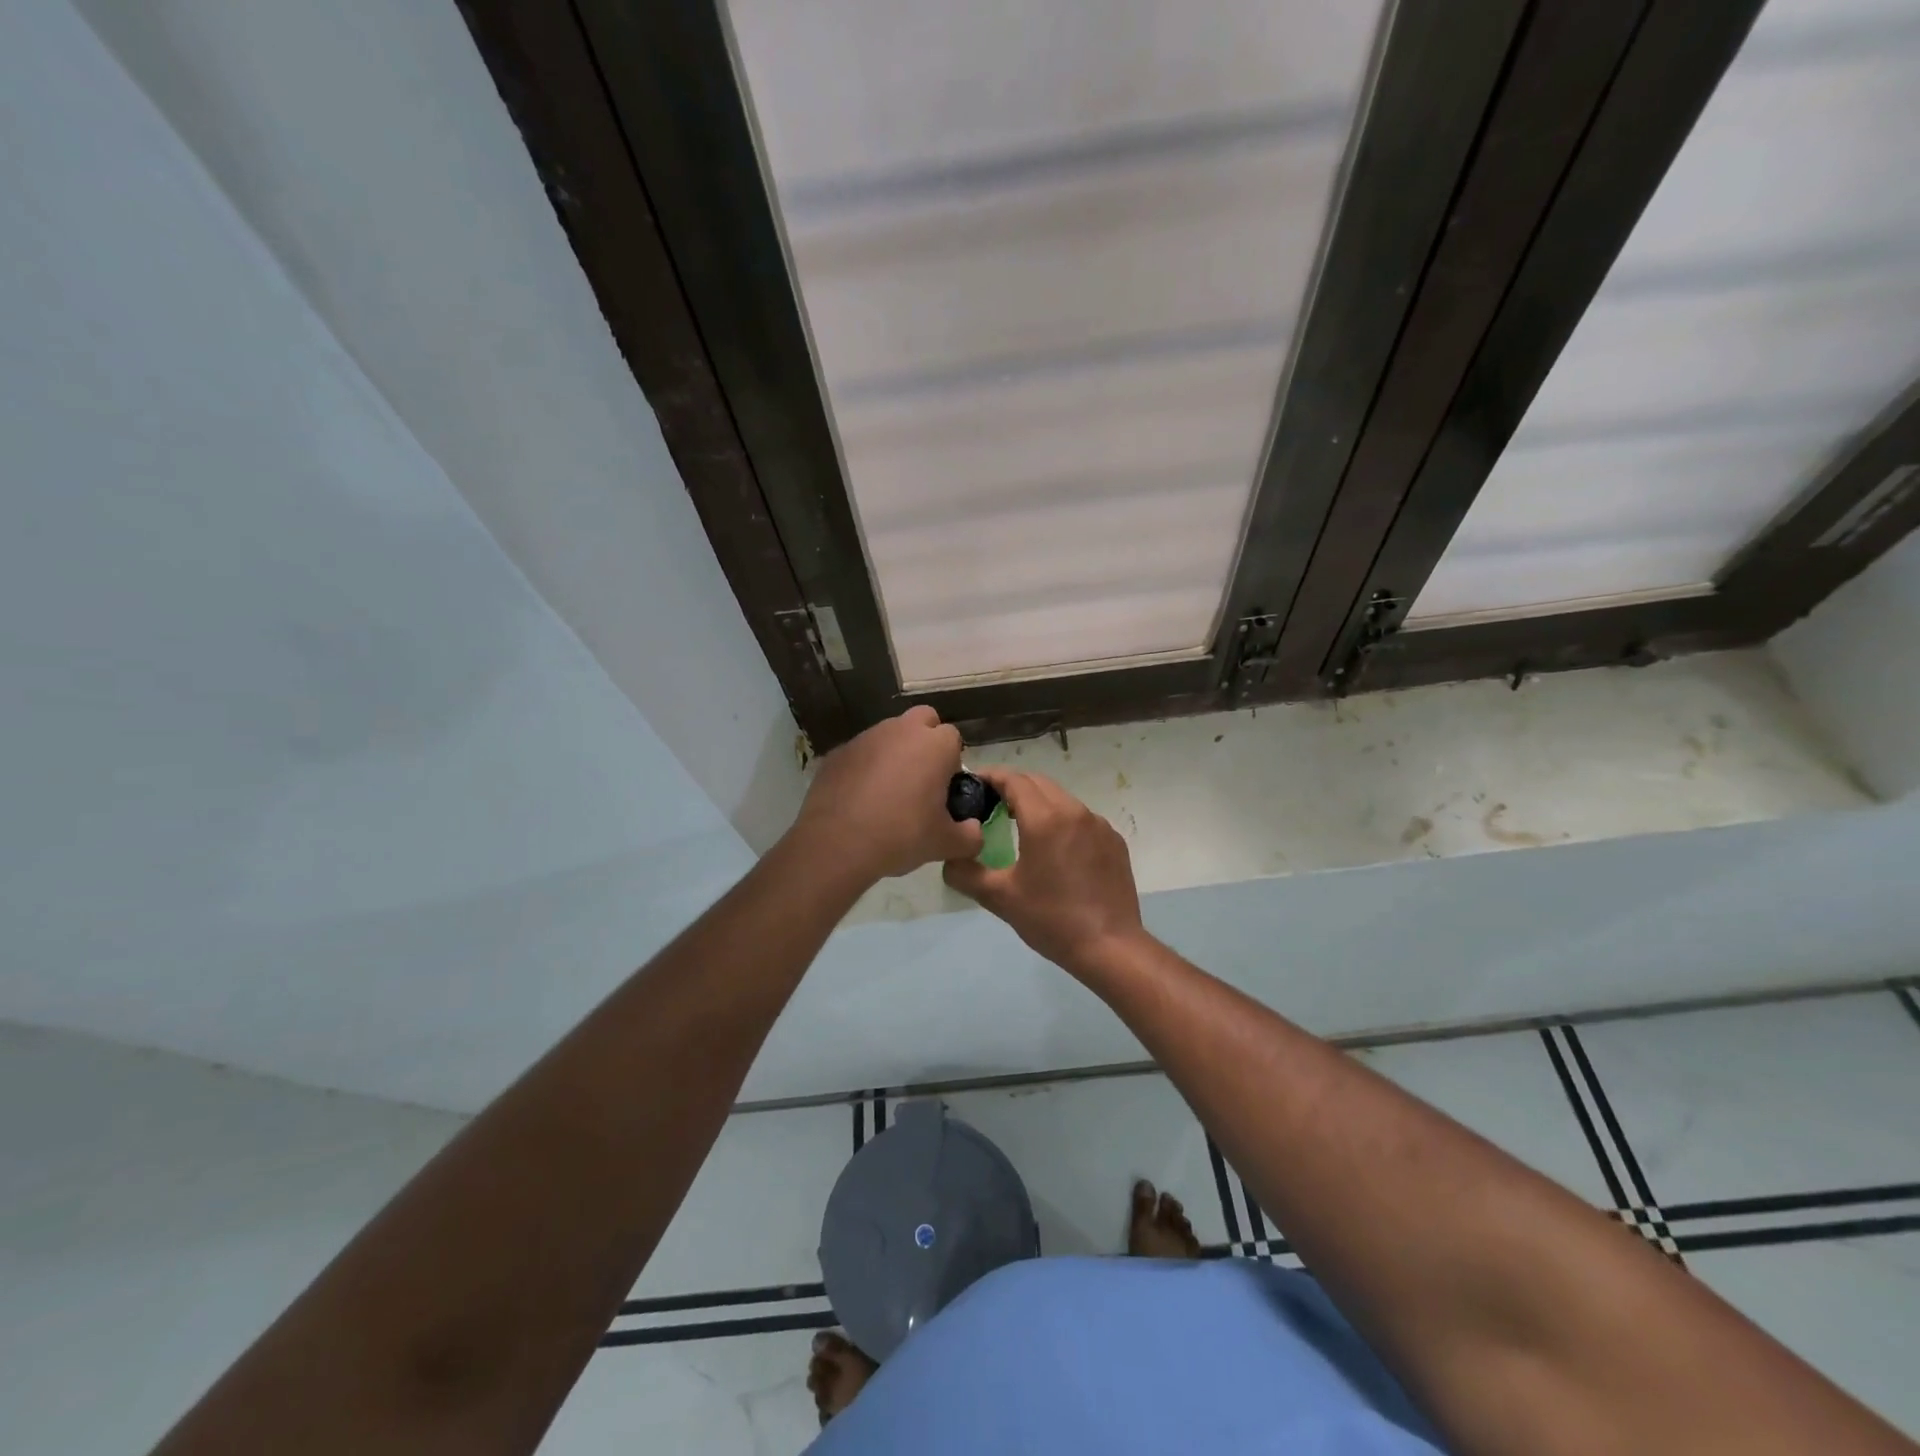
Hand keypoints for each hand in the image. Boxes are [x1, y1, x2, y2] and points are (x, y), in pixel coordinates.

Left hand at [793, 707, 982, 881]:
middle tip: (921, 780)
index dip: (952, 762)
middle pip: (923, 720)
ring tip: (888, 793)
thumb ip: (969, 836)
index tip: (944, 789)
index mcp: (934, 745)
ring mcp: (866, 737)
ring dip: (894, 753)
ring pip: (889, 734)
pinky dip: (865, 767)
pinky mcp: (837, 752)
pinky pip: (861, 753)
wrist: (836, 844)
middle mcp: (901, 731)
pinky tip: (860, 799)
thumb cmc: (901, 836)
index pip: (953, 738)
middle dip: (926, 741)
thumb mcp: (945, 844)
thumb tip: (974, 831)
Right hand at [943, 768, 1145, 974]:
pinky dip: (1062, 821)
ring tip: (1019, 824)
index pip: (1014, 780)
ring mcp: (1099, 825)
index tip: (973, 783)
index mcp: (1045, 818)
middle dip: (1013, 786)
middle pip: (1038, 783)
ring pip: (1062, 799)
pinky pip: (1081, 819)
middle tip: (991, 803)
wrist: (1110, 947)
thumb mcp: (1000, 898)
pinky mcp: (1113, 841)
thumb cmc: (1051, 919)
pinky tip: (1054, 848)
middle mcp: (1074, 811)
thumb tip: (950, 859)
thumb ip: (966, 873)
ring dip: (1038, 803)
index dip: (991, 777)